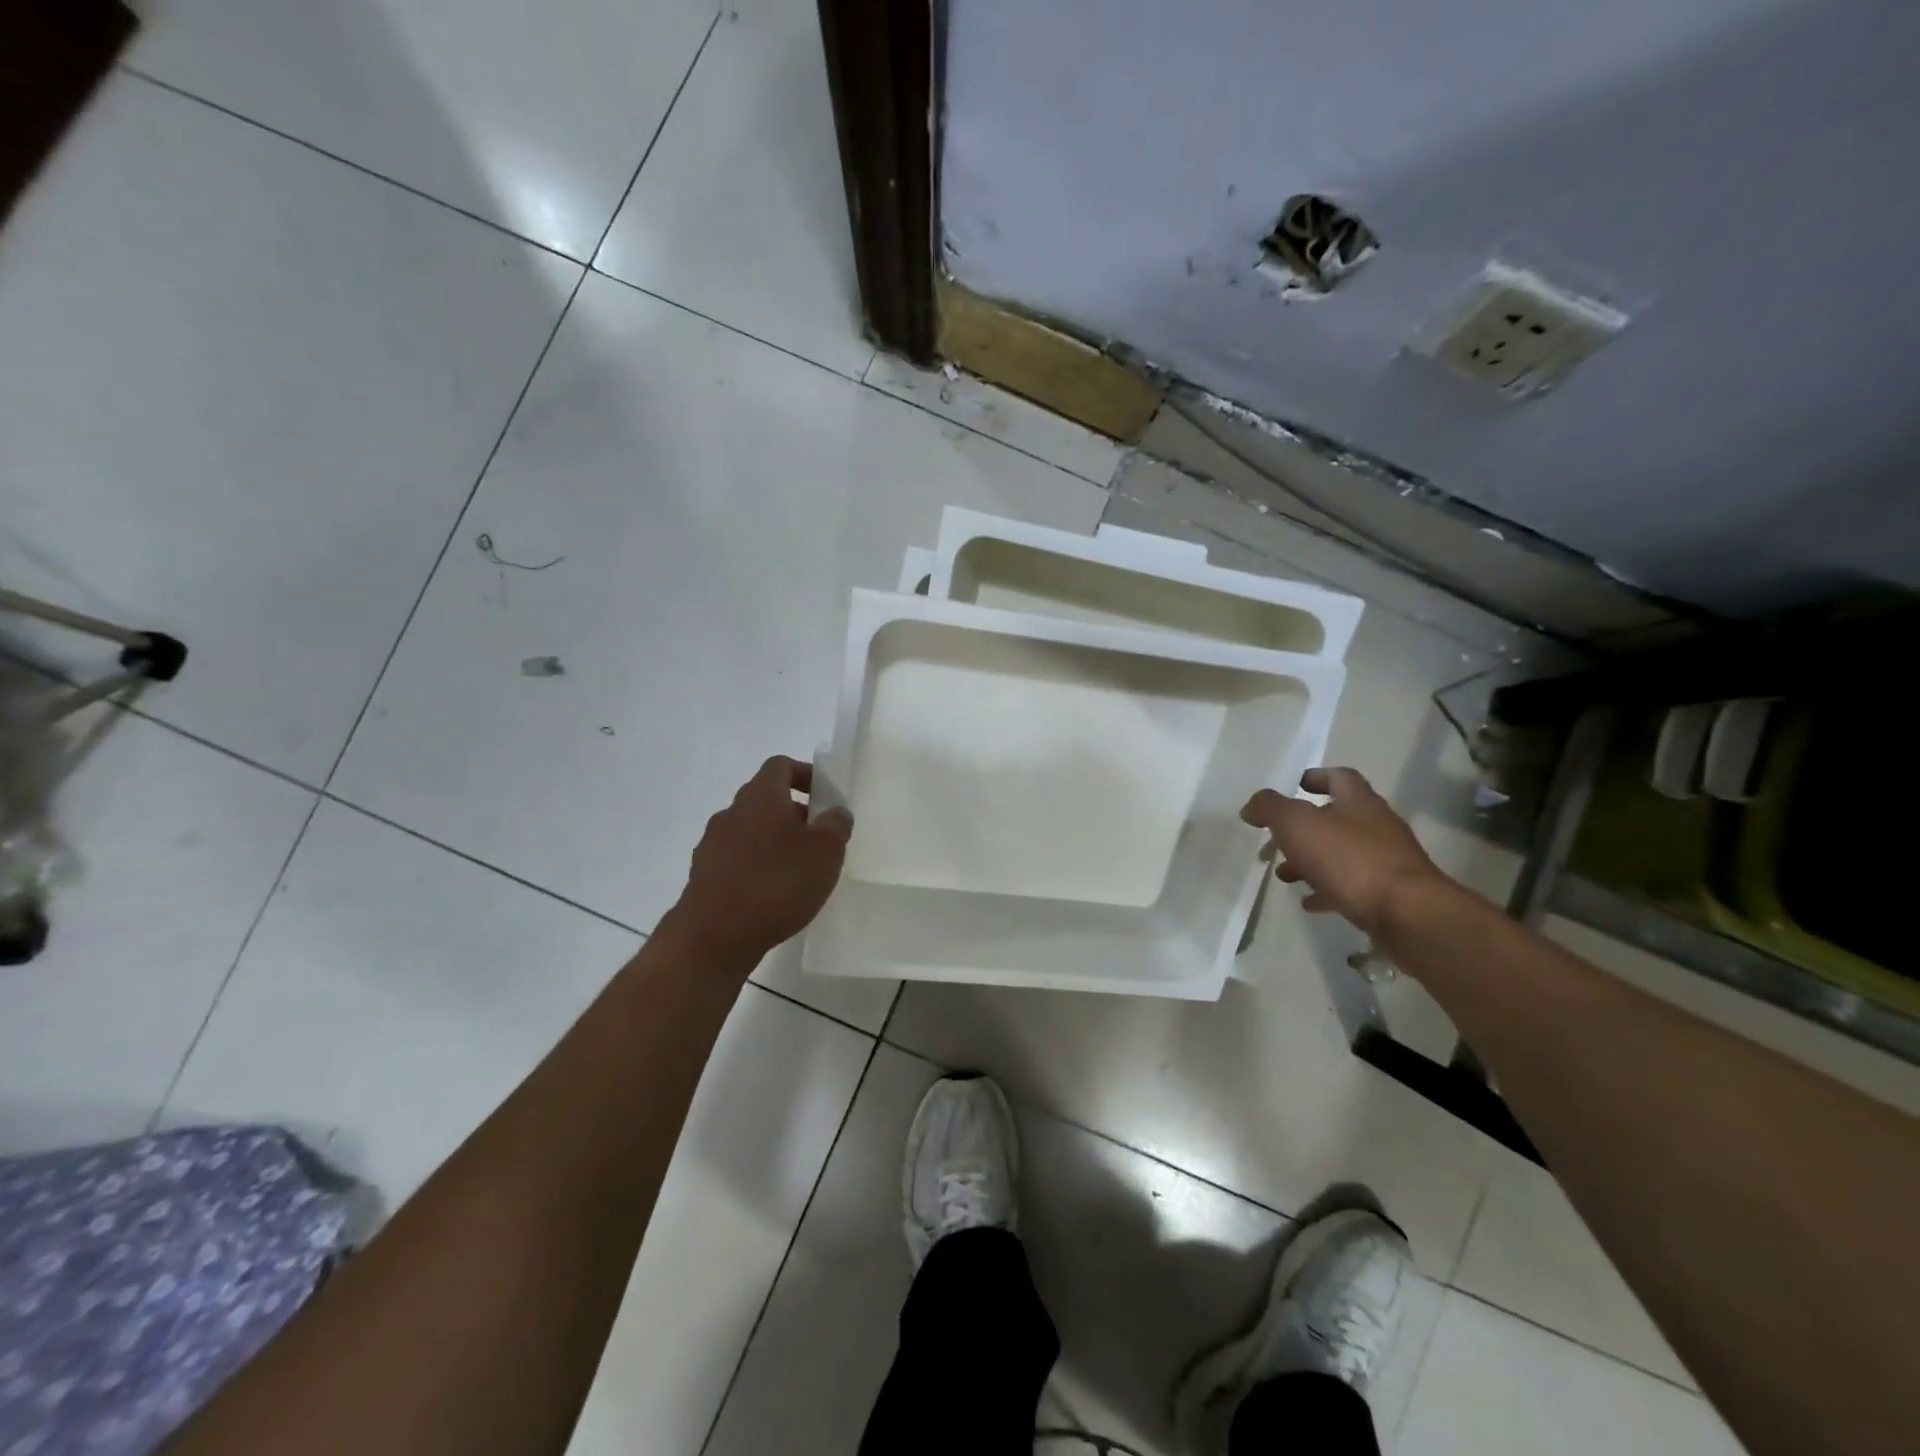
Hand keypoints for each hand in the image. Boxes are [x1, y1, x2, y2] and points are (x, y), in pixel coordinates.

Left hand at [663, 756, 852, 967]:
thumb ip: (836, 825)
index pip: (780, 766)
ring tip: (797, 871)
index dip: (804, 774)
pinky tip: (772, 894)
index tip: (825, 796)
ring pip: (750, 831)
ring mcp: (712, 845)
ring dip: (774, 841)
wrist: (714, 936)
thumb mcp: (826, 852)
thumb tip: (836, 812)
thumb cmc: (777, 883)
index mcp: (760, 796)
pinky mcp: (703, 876)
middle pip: (765, 799)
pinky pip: (736, 860)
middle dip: (794, 813)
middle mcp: (731, 812)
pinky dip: (756, 867)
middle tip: (819, 839)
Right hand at [1240, 767, 1445, 933]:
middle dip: (1301, 828)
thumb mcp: (1297, 824)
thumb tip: (1252, 806)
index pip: (1339, 777)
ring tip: (1284, 875)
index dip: (1315, 777)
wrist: (1407, 914)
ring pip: (1341, 854)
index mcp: (1359, 802)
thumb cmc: (1349, 859)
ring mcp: (1386, 862)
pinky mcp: (1389, 894)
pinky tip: (1309, 902)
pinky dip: (1327, 890)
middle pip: (1335, 818)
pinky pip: (1351, 886)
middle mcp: (1376, 826)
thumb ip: (1270, 808)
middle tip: (1272, 842)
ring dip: (1310, 861)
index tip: (1293, 786)